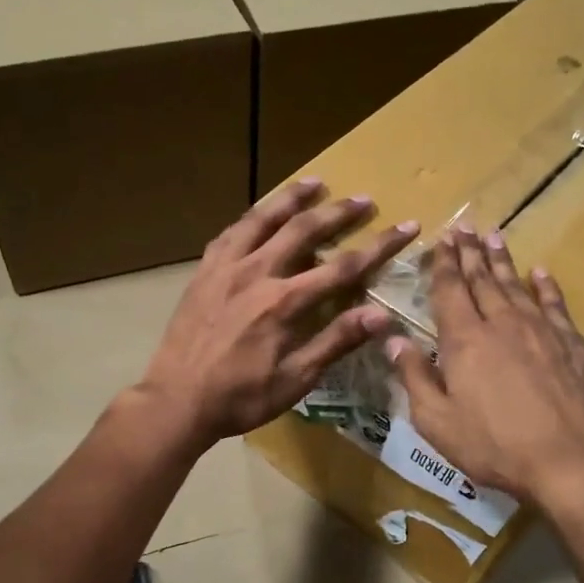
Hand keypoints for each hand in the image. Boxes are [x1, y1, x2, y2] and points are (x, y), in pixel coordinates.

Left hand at [136, 179, 417, 450]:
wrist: (177, 400)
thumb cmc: (241, 397)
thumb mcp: (296, 379)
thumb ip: (336, 341)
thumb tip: (382, 315)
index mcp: (284, 302)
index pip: (343, 266)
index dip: (379, 246)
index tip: (406, 227)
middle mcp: (256, 273)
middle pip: (304, 230)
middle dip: (338, 213)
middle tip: (363, 200)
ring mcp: (225, 268)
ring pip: (262, 219)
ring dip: (291, 198)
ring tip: (314, 182)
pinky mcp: (203, 272)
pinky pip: (230, 233)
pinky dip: (251, 218)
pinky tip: (259, 214)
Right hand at [387, 226, 583, 506]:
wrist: (569, 463)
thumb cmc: (492, 445)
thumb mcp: (436, 420)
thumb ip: (413, 376)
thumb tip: (392, 339)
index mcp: (465, 340)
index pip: (450, 290)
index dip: (444, 263)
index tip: (442, 238)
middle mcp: (503, 324)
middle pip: (484, 280)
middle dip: (471, 253)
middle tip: (464, 227)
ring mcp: (543, 332)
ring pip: (518, 286)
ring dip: (503, 261)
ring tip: (495, 237)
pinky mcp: (575, 346)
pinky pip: (556, 306)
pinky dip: (546, 287)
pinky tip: (541, 274)